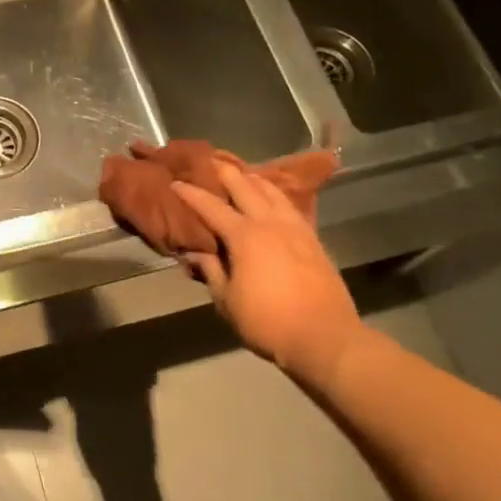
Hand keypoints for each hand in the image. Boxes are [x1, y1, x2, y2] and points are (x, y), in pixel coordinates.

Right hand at [171, 159, 364, 388]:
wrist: (325, 338)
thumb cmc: (267, 322)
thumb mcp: (226, 301)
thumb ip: (211, 270)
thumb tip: (195, 251)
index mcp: (244, 236)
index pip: (211, 207)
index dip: (191, 194)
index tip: (175, 183)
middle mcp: (269, 223)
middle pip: (245, 187)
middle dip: (225, 172)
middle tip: (210, 161)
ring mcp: (295, 229)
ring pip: (272, 192)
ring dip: (254, 179)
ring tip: (243, 173)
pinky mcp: (313, 239)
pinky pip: (290, 206)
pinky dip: (276, 195)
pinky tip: (273, 198)